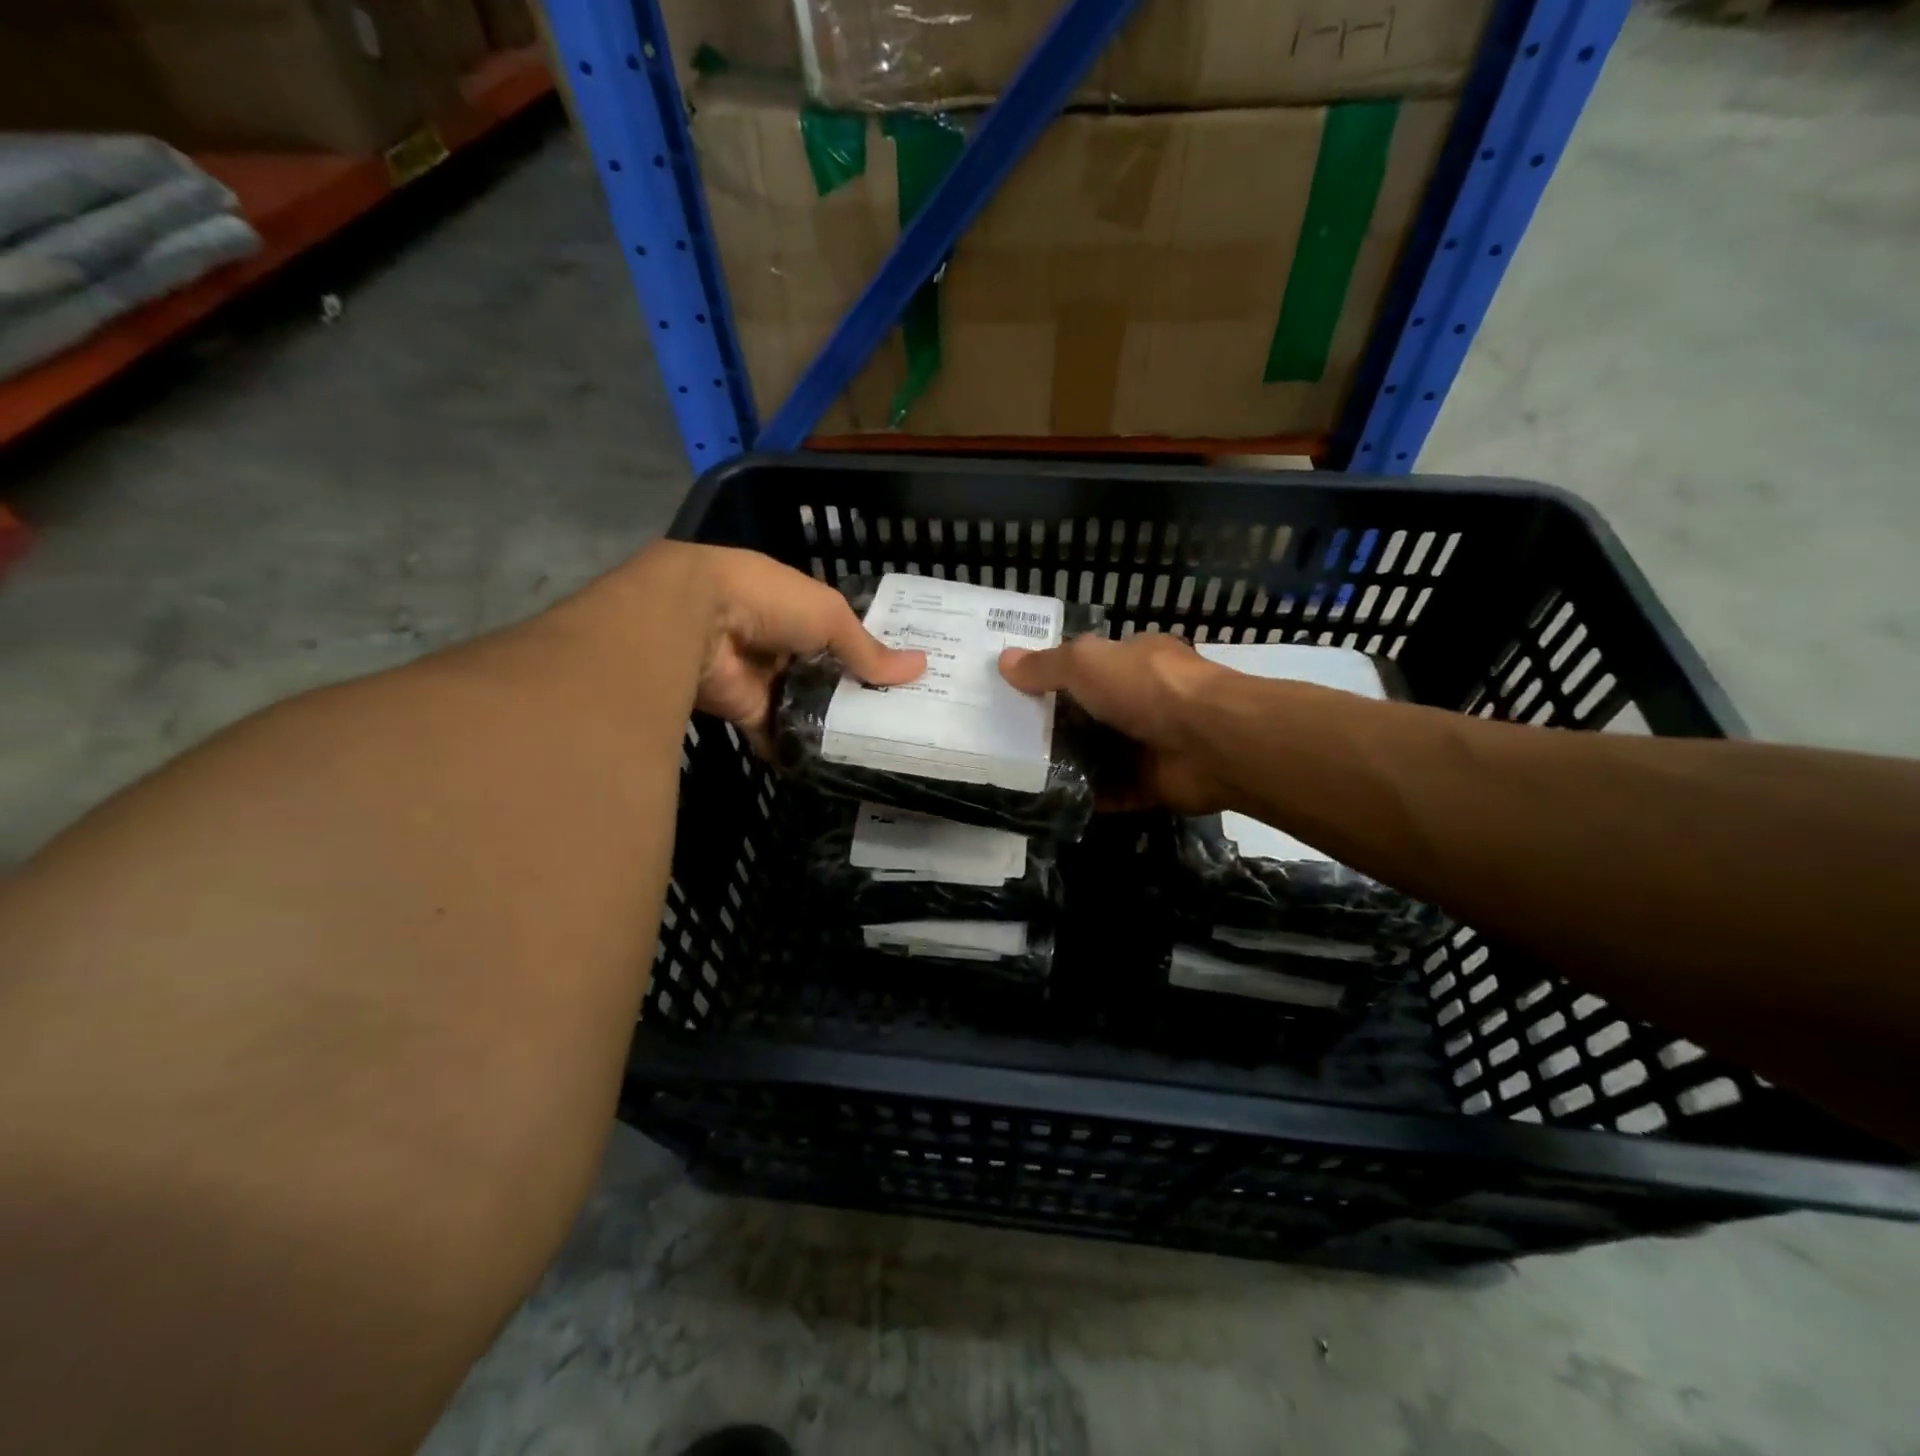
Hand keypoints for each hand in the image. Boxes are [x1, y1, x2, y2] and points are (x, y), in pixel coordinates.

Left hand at [661, 543, 924, 742]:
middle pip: (826, 674)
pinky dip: (795, 749)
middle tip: (898, 720)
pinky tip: (830, 766)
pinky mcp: (745, 710)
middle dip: (856, 694)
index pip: (843, 634)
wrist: (694, 621)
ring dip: (830, 724)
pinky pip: (776, 733)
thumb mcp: (830, 617)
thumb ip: (868, 649)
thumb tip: (920, 668)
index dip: (872, 653)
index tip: (905, 677)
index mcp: (800, 610)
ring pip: (804, 706)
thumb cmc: (770, 602)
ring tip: (875, 748)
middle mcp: (782, 644)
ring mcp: (763, 678)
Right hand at [999, 633, 1228, 812]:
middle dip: (1053, 725)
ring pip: (1099, 755)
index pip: (1088, 665)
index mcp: (1133, 661)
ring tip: (1017, 774)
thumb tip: (1004, 662)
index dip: (1052, 675)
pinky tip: (1049, 803)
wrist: (1212, 742)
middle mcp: (1143, 700)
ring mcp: (1149, 744)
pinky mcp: (1152, 784)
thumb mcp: (1087, 663)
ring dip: (1066, 765)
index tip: (1013, 691)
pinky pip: (1111, 793)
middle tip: (1004, 739)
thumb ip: (1047, 666)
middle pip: (1089, 713)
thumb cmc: (1148, 688)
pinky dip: (1086, 798)